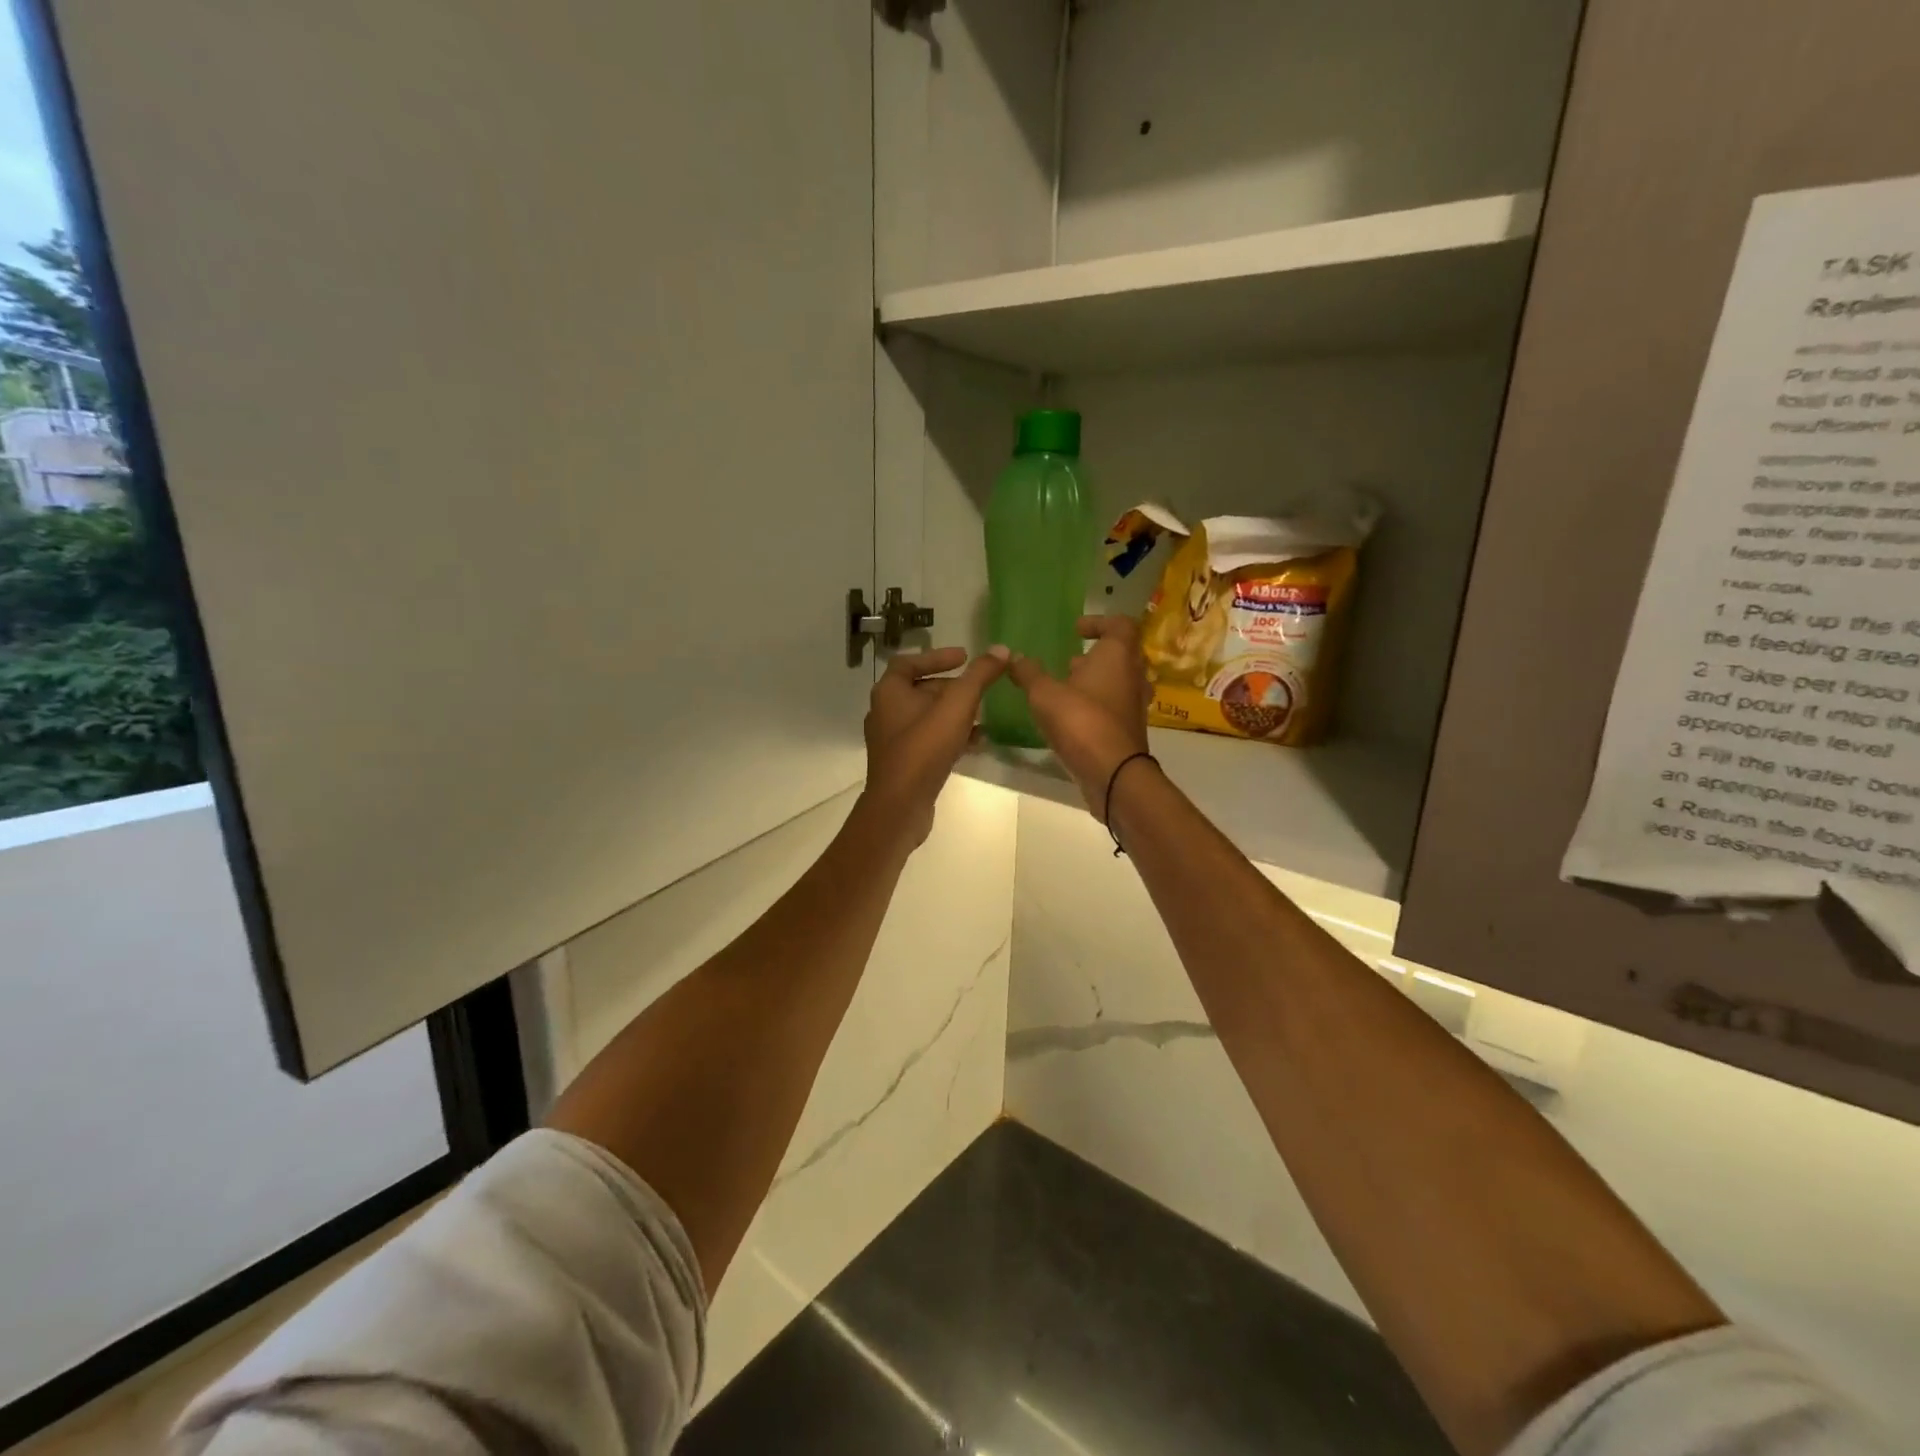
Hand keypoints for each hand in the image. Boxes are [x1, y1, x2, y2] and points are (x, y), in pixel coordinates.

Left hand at [859, 645, 1008, 845]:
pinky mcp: (903, 763)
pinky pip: (929, 740)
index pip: (910, 661)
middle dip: (951, 687)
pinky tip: (976, 742)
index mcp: (889, 692)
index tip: (965, 657)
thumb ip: (979, 676)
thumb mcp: (957, 706)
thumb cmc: (924, 748)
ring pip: (926, 717)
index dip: (937, 656)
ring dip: (954, 713)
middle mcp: (885, 712)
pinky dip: (951, 736)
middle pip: (920, 689)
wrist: (900, 805)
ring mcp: (892, 740)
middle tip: (979, 688)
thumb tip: (1001, 650)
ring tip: (983, 714)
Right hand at [1006, 616, 1150, 820]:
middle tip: (1068, 662)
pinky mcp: (1129, 729)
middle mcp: (1133, 675)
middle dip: (1094, 655)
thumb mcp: (1044, 694)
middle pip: (1120, 654)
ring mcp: (1135, 704)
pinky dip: (1096, 705)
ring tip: (1066, 689)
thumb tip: (1014, 656)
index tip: (1076, 630)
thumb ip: (1029, 673)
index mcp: (1118, 656)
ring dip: (1095, 682)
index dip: (1098, 622)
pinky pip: (1114, 707)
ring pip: (1118, 682)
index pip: (1120, 624)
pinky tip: (1071, 717)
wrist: (1114, 774)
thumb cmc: (1081, 722)